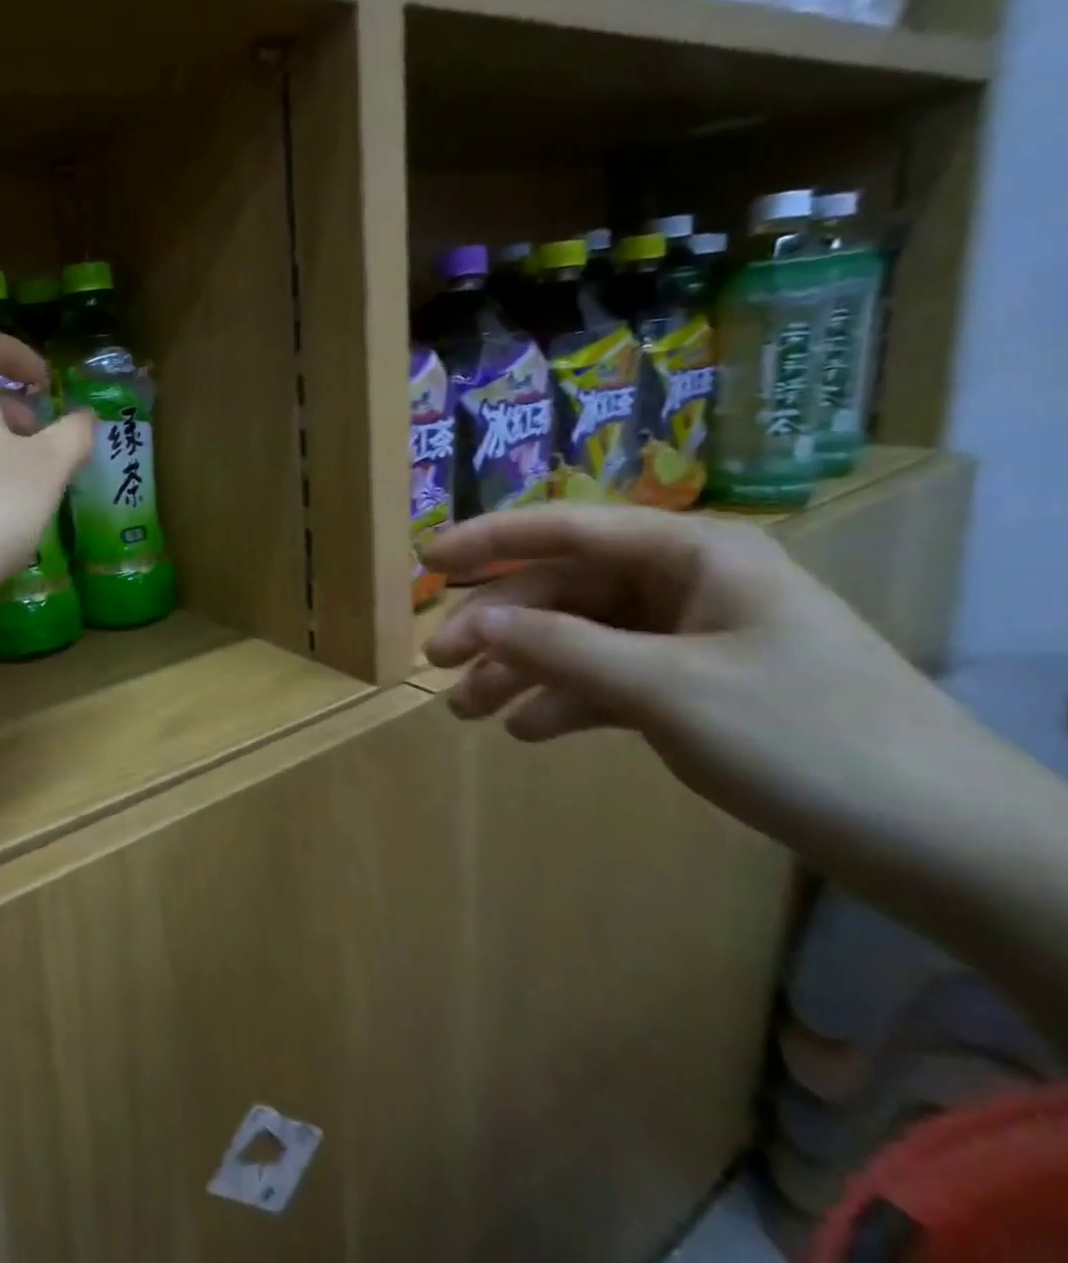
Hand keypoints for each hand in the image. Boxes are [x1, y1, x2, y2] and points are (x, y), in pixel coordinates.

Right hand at [422, 504, 943, 840]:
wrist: (950, 848)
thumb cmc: (808, 740)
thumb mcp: (667, 690)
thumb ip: (561, 648)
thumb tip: (476, 621)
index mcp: (692, 554)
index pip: (567, 528)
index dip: (489, 540)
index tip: (426, 562)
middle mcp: (686, 583)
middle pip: (564, 590)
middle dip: (498, 626)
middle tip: (438, 663)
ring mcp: (691, 637)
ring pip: (579, 638)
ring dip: (521, 670)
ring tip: (466, 711)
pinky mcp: (696, 687)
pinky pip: (608, 679)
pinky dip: (565, 701)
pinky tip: (528, 731)